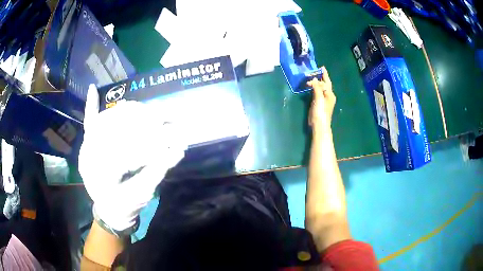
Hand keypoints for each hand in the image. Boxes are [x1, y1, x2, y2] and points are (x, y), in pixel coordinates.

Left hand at [79, 85, 186, 231]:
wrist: (109, 211)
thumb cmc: (125, 206)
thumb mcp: (142, 194)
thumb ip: (157, 171)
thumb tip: (178, 149)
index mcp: (102, 171)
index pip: (128, 145)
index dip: (152, 137)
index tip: (172, 132)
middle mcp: (90, 154)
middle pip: (115, 126)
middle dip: (142, 119)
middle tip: (164, 116)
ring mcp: (87, 147)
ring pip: (105, 119)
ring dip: (126, 111)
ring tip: (146, 108)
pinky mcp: (87, 144)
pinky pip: (88, 122)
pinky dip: (91, 105)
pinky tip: (92, 90)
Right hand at [307, 67, 335, 129]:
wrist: (319, 124)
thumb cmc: (320, 111)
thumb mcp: (319, 98)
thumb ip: (317, 87)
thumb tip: (315, 78)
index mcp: (330, 94)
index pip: (326, 82)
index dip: (324, 74)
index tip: (321, 67)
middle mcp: (328, 96)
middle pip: (324, 84)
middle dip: (320, 78)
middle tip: (313, 72)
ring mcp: (323, 100)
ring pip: (320, 88)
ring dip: (316, 83)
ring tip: (310, 78)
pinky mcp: (318, 104)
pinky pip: (316, 93)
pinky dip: (314, 88)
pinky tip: (310, 87)